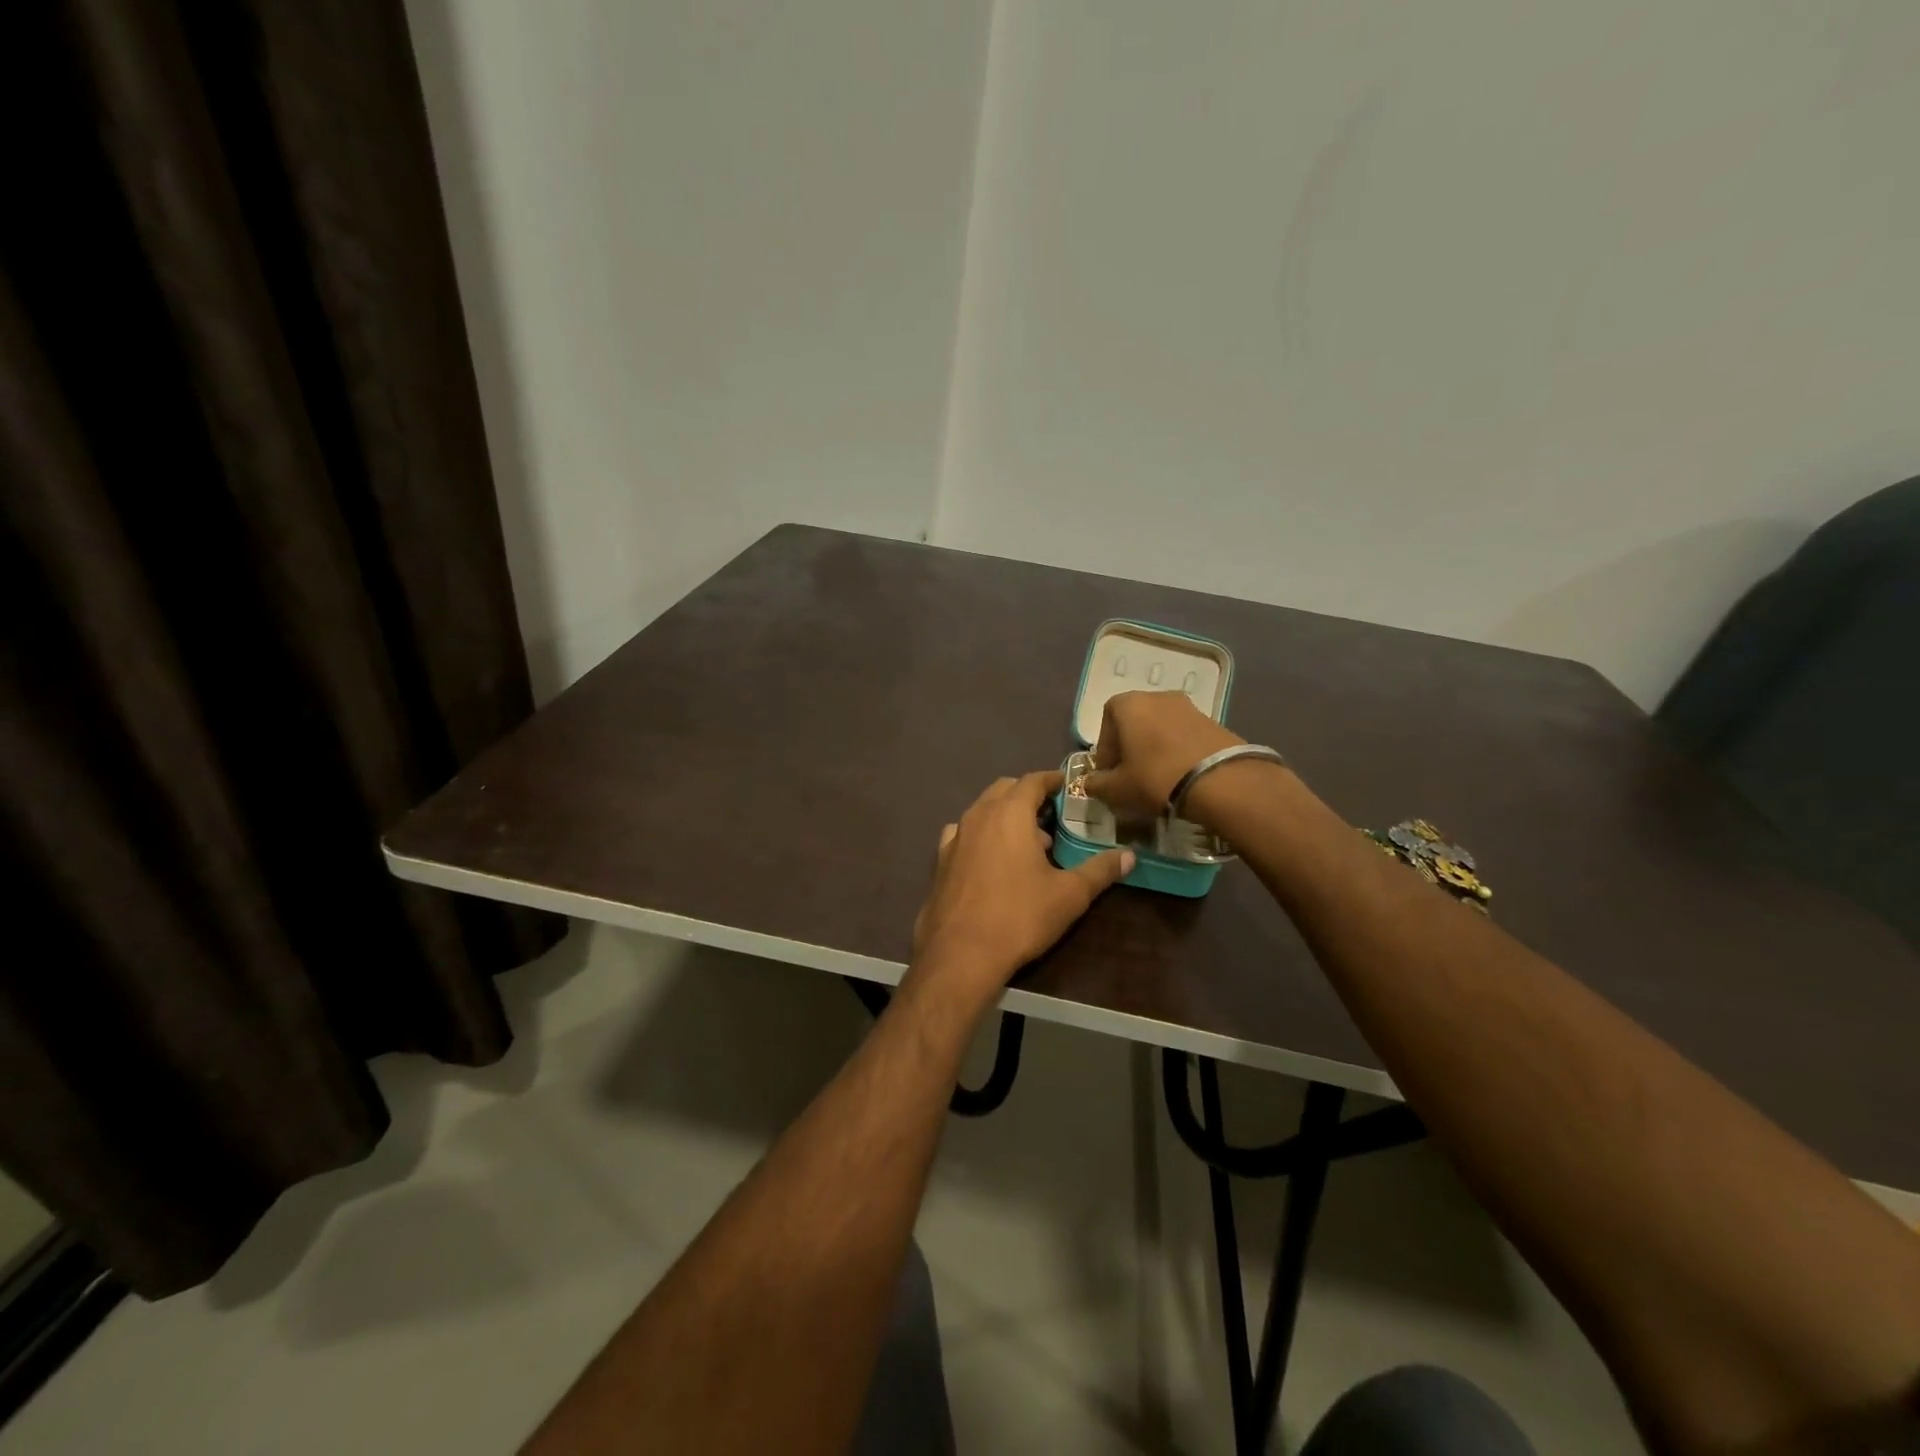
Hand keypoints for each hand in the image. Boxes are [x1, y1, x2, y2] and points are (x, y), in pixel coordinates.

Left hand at [910, 771, 1133, 1004]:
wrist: (961, 952)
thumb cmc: (1020, 916)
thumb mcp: (1070, 895)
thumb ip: (1100, 870)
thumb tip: (1130, 855)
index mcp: (1010, 813)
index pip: (1032, 780)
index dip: (1052, 779)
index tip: (1068, 785)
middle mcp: (979, 815)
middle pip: (1005, 789)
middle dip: (1028, 795)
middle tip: (1052, 814)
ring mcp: (955, 836)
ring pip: (982, 810)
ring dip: (1005, 815)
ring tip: (1027, 841)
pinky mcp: (940, 859)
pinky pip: (964, 833)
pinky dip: (982, 834)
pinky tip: (991, 858)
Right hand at [1083, 691, 1243, 819]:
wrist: (1219, 781)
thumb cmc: (1154, 777)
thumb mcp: (1116, 789)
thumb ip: (1097, 785)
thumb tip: (1091, 783)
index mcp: (1129, 704)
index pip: (1106, 722)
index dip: (1105, 750)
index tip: (1110, 774)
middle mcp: (1157, 696)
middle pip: (1135, 722)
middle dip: (1130, 747)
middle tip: (1131, 776)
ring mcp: (1189, 706)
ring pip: (1160, 728)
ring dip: (1154, 749)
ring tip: (1158, 778)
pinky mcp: (1213, 721)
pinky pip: (1184, 735)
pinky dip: (1177, 751)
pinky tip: (1180, 775)